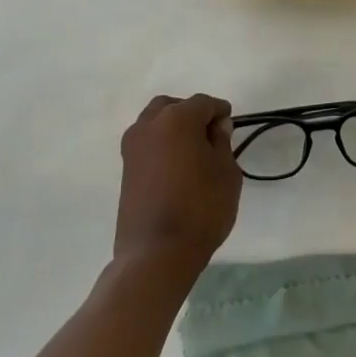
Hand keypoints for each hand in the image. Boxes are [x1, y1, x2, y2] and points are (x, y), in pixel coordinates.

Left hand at [114, 94, 239, 278]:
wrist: (156, 253)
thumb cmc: (201, 209)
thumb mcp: (226, 173)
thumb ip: (222, 143)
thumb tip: (216, 126)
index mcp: (177, 119)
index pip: (203, 103)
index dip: (219, 110)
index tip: (230, 124)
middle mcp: (149, 125)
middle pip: (172, 106)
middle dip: (192, 113)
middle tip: (210, 133)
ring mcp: (133, 147)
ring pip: (154, 122)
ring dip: (173, 127)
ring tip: (193, 151)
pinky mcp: (125, 168)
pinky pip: (146, 143)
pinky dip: (161, 144)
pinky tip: (176, 165)